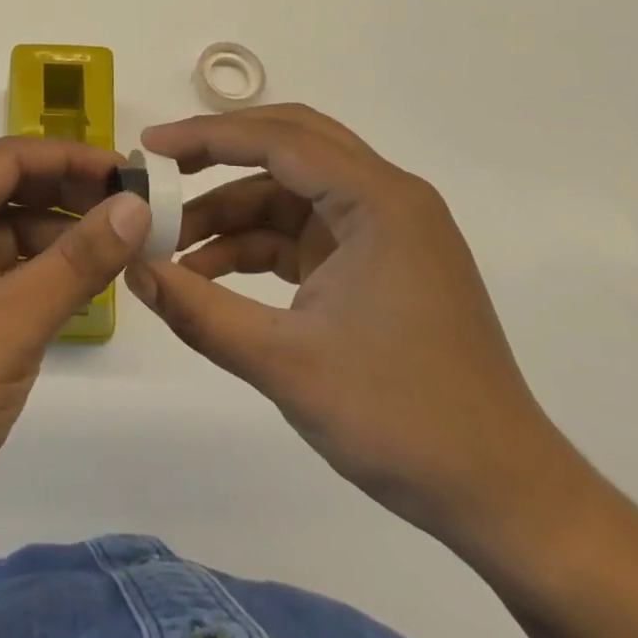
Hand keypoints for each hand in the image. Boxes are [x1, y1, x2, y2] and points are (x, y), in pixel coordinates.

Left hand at [0, 137, 150, 546]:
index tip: (129, 174)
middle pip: (9, 192)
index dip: (72, 158)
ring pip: (6, 237)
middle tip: (134, 215)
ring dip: (58, 240)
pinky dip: (38, 277)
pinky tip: (78, 294)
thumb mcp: (12, 321)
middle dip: (69, 197)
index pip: (10, 157)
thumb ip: (78, 261)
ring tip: (119, 255)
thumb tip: (134, 205)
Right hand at [126, 105, 578, 549]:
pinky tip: (209, 273)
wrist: (504, 501)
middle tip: (161, 170)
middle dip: (220, 155)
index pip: (280, 140)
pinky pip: (301, 231)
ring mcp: (382, 231)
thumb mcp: (287, 364)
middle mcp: (385, 198)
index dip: (207, 136)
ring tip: (171, 242)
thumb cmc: (403, 420)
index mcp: (379, 201)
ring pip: (289, 191)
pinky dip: (255, 245)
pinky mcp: (374, 263)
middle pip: (289, 145)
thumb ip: (200, 311)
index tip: (149, 148)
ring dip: (231, 210)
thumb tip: (132, 269)